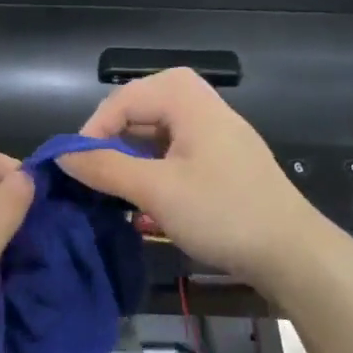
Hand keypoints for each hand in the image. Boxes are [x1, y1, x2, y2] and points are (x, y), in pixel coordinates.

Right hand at [55, 68, 326, 295]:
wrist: (291, 253)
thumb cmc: (222, 213)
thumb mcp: (156, 190)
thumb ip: (106, 168)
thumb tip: (61, 156)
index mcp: (189, 101)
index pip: (124, 98)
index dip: (94, 128)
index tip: (77, 166)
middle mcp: (203, 109)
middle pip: (142, 110)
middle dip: (112, 140)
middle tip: (93, 173)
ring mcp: (215, 138)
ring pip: (157, 134)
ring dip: (131, 159)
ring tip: (113, 189)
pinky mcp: (221, 165)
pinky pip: (175, 156)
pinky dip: (152, 172)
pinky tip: (143, 204)